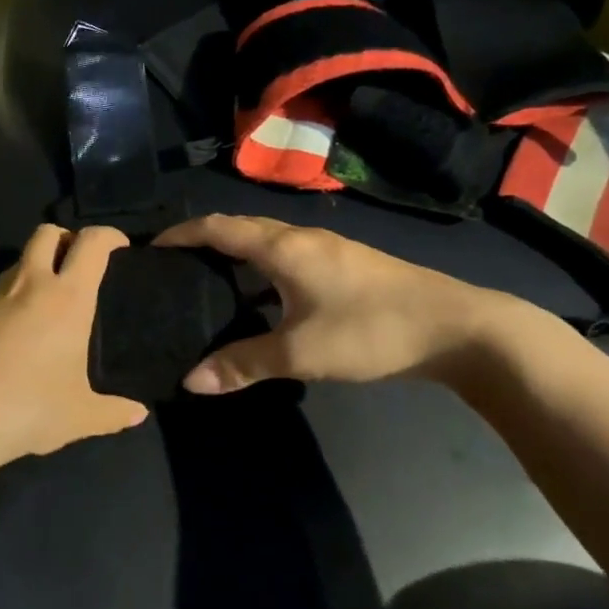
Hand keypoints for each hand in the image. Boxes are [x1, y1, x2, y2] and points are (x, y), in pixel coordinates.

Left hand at [0, 223, 148, 469]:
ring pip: (19, 260)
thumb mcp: (78, 416)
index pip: (91, 243)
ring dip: (37, 266)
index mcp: (68, 297)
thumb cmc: (28, 407)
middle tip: (79, 265)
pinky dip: (13, 296)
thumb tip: (138, 414)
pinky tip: (17, 332)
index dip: (109, 235)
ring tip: (49, 301)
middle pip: (47, 233)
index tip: (120, 247)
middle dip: (66, 237)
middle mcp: (31, 284)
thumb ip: (111, 413)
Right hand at [154, 214, 516, 393]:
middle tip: (172, 267)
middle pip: (240, 227)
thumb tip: (190, 381)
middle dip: (203, 240)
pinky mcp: (346, 265)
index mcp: (283, 247)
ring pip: (266, 241)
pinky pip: (286, 255)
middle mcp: (301, 238)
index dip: (182, 234)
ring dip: (233, 253)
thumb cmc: (371, 331)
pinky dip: (259, 266)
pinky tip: (260, 297)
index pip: (218, 227)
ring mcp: (327, 249)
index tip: (151, 247)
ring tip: (207, 281)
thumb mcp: (301, 352)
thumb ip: (243, 364)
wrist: (458, 327)